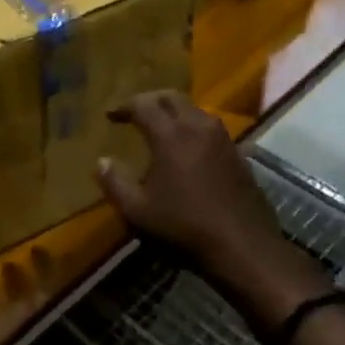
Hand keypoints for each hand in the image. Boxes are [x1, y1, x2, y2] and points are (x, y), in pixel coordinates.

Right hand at [96, 91, 325, 324]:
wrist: (243, 246)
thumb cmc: (184, 227)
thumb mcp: (138, 211)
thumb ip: (115, 182)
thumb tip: (101, 161)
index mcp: (170, 135)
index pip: (143, 105)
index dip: (124, 106)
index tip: (110, 115)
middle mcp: (198, 127)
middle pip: (172, 97)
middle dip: (150, 100)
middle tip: (135, 112)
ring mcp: (222, 139)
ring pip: (195, 109)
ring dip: (174, 111)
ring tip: (161, 126)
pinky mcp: (238, 154)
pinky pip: (210, 127)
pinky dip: (193, 127)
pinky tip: (189, 147)